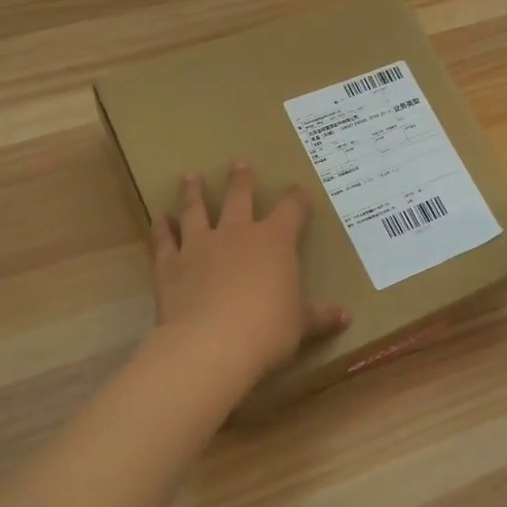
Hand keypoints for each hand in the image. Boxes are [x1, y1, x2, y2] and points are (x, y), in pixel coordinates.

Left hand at [151, 163, 349, 385]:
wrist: (212, 344)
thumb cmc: (268, 330)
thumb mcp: (301, 324)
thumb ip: (321, 316)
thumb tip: (347, 317)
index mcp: (275, 242)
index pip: (291, 210)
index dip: (297, 199)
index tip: (299, 191)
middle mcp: (237, 233)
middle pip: (240, 197)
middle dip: (241, 180)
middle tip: (239, 163)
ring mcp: (200, 245)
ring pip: (196, 209)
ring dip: (193, 192)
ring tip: (190, 176)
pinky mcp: (171, 264)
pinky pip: (165, 240)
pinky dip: (161, 228)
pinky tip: (159, 217)